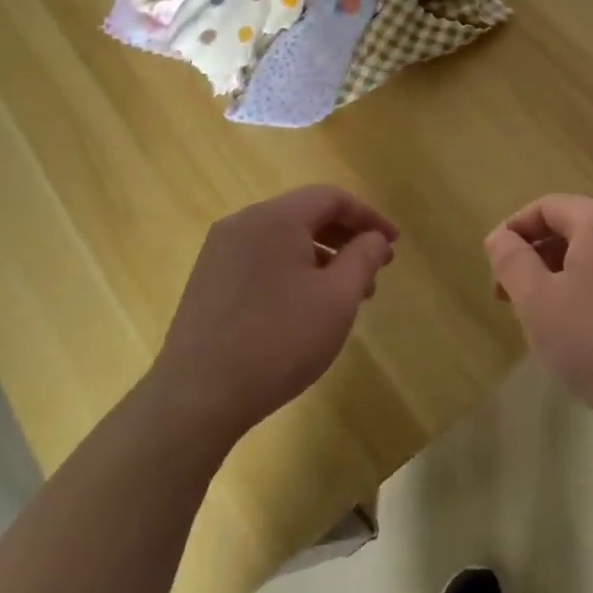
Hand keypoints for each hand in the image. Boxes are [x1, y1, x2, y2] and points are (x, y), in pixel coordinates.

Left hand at [150, 186, 397, 443]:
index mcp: (275, 218)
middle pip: (305, 214)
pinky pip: (261, 258)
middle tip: (376, 269)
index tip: (394, 244)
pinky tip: (305, 306)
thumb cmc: (279, 341)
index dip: (369, 216)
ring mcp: (219, 251)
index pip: (332, 197)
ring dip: (321, 256)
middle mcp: (243, 223)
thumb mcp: (337, 299)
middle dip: (346, 237)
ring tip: (346, 295)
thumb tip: (375, 238)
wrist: (198, 394)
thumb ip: (363, 258)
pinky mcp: (208, 279)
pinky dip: (292, 269)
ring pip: (283, 239)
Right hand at [484, 195, 592, 445]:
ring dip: (563, 276)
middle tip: (513, 299)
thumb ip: (512, 262)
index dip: (514, 232)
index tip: (496, 271)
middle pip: (574, 226)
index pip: (547, 207)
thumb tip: (500, 236)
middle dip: (537, 256)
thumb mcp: (538, 304)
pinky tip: (586, 332)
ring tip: (546, 319)